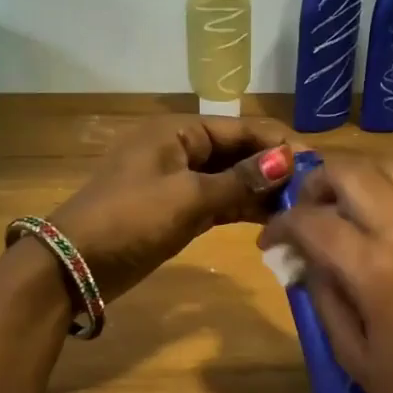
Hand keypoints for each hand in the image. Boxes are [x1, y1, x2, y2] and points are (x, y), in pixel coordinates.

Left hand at [48, 116, 295, 300]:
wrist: (76, 264)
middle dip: (273, 169)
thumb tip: (288, 160)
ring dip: (261, 192)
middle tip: (314, 191)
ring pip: (230, 179)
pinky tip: (272, 221)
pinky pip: (218, 202)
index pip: (240, 128)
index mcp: (178, 132)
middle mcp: (180, 150)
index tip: (316, 164)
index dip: (278, 144)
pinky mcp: (177, 211)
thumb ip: (240, 180)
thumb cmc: (130, 219)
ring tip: (300, 208)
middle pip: (237, 152)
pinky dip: (242, 210)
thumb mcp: (188, 198)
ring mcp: (178, 182)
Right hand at [257, 158, 392, 392]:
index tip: (268, 243)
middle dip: (314, 185)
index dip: (281, 225)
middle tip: (301, 217)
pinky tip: (373, 230)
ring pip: (390, 169)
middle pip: (352, 172)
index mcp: (378, 269)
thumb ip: (324, 299)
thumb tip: (306, 261)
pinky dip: (384, 193)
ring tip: (336, 213)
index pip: (313, 221)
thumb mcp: (356, 357)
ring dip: (354, 180)